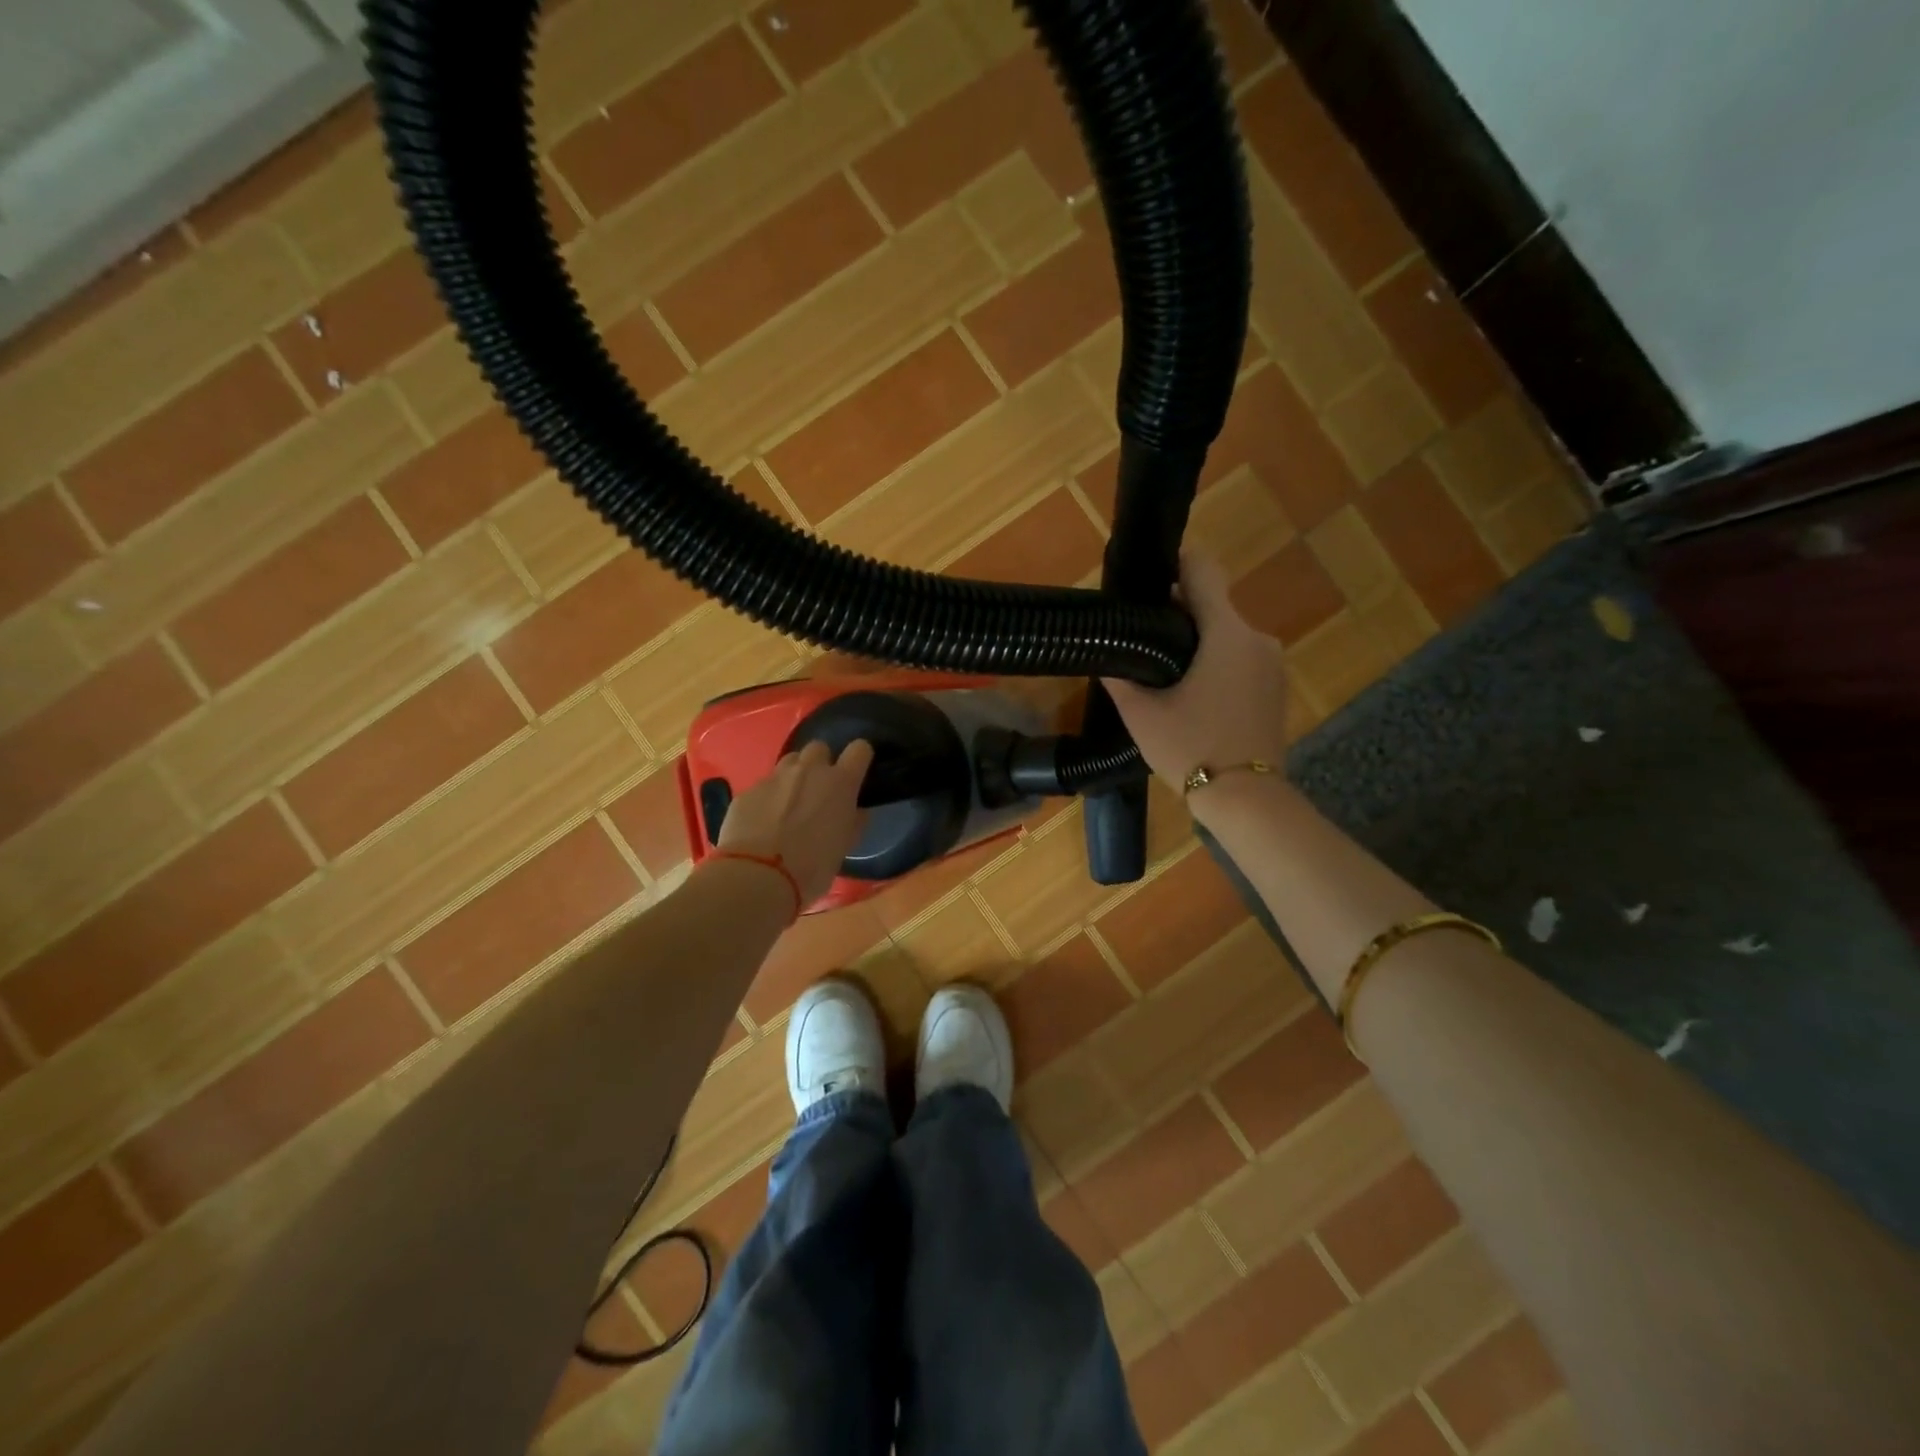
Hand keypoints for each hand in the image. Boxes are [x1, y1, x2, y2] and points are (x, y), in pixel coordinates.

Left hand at [716, 739, 874, 902]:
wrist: (758, 877)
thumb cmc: (812, 868)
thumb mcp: (844, 847)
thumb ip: (852, 821)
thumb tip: (854, 811)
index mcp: (840, 784)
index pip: (859, 750)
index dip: (859, 758)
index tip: (856, 771)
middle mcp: (809, 771)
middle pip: (819, 748)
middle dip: (821, 763)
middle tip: (818, 790)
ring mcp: (775, 778)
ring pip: (789, 762)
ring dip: (793, 776)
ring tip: (789, 804)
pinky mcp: (748, 791)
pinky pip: (763, 785)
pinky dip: (767, 798)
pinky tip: (762, 822)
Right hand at [1105, 555, 1289, 799]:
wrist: (1247, 799)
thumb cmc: (1191, 749)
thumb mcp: (1142, 714)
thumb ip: (1121, 677)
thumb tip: (1106, 655)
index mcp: (1226, 634)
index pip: (1204, 571)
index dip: (1177, 564)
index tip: (1150, 577)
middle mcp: (1257, 638)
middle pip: (1214, 607)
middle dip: (1179, 616)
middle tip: (1142, 639)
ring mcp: (1272, 664)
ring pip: (1227, 635)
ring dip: (1198, 643)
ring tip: (1163, 671)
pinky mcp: (1277, 687)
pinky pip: (1241, 659)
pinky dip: (1217, 664)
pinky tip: (1194, 694)